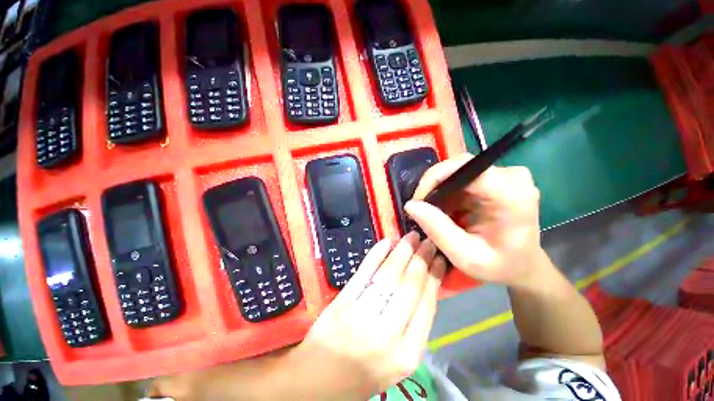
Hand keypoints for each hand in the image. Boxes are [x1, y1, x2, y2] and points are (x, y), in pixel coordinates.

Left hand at [287, 232, 446, 399]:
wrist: (317, 383)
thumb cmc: (362, 373)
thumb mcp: (397, 360)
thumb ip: (413, 326)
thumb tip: (426, 286)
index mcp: (407, 355)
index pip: (427, 304)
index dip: (435, 276)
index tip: (440, 258)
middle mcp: (388, 336)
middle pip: (410, 285)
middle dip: (422, 258)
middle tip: (428, 241)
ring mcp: (362, 317)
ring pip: (389, 275)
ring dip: (402, 251)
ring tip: (412, 236)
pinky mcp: (342, 304)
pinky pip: (364, 273)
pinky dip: (376, 254)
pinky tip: (386, 242)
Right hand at [405, 154, 543, 287]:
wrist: (523, 266)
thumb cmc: (500, 266)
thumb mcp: (465, 255)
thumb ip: (437, 229)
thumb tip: (410, 205)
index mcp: (510, 194)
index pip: (463, 167)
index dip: (434, 178)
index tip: (418, 201)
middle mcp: (511, 176)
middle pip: (458, 167)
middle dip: (434, 187)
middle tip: (422, 210)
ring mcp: (505, 175)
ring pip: (457, 172)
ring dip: (440, 192)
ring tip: (434, 214)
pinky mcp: (496, 178)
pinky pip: (462, 178)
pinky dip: (449, 193)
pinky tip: (447, 211)